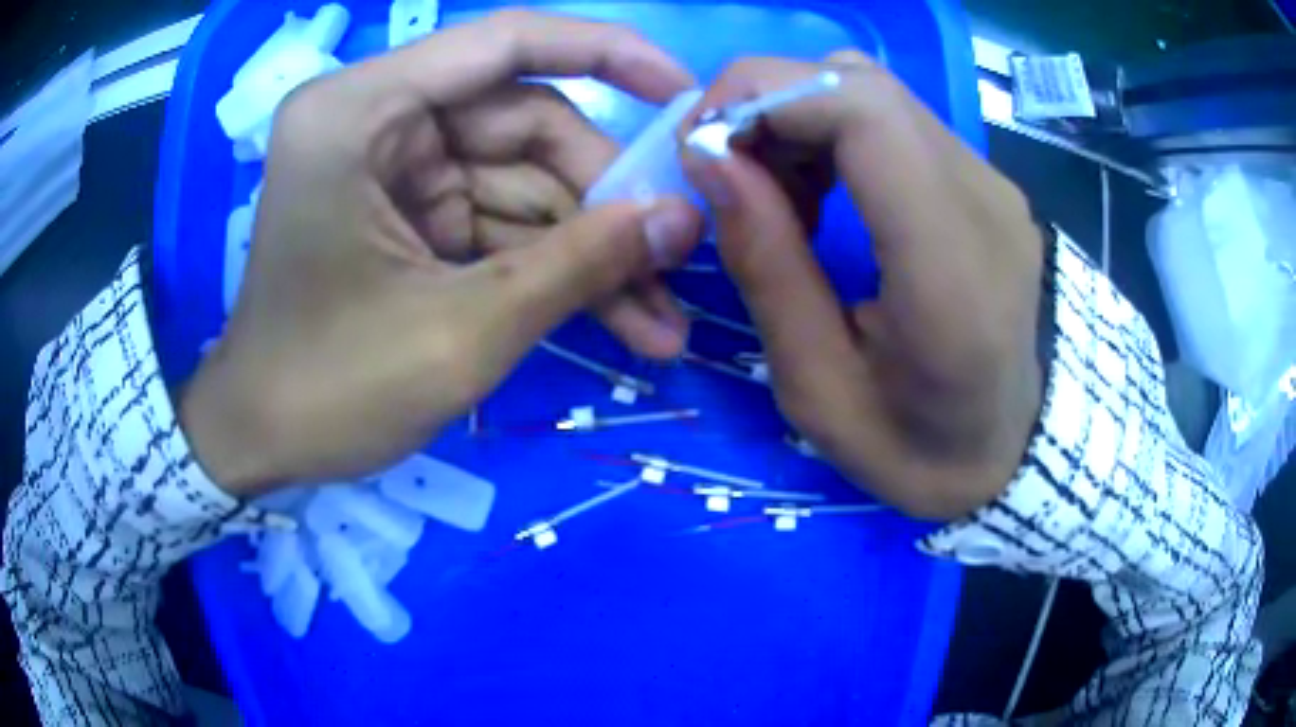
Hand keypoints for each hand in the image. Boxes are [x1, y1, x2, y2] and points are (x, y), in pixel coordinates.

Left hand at [181, 11, 703, 496]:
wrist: (259, 443)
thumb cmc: (330, 391)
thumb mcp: (462, 332)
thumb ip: (578, 264)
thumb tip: (683, 219)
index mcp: (363, 111)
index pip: (505, 42)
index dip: (608, 53)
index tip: (685, 96)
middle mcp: (378, 119)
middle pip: (525, 127)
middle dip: (604, 202)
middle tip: (677, 266)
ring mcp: (394, 169)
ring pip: (522, 183)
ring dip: (590, 250)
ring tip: (658, 321)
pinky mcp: (408, 214)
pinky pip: (498, 221)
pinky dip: (551, 268)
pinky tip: (615, 318)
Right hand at [680, 54, 1043, 519]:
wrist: (1007, 452)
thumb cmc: (915, 448)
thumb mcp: (818, 391)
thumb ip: (767, 268)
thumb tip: (711, 159)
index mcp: (950, 268)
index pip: (864, 111)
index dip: (765, 98)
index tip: (701, 147)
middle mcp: (984, 200)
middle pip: (863, 85)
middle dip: (768, 104)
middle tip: (724, 172)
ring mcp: (992, 183)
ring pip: (874, 92)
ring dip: (798, 119)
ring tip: (771, 193)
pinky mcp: (984, 181)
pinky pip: (894, 121)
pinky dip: (833, 134)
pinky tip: (818, 193)